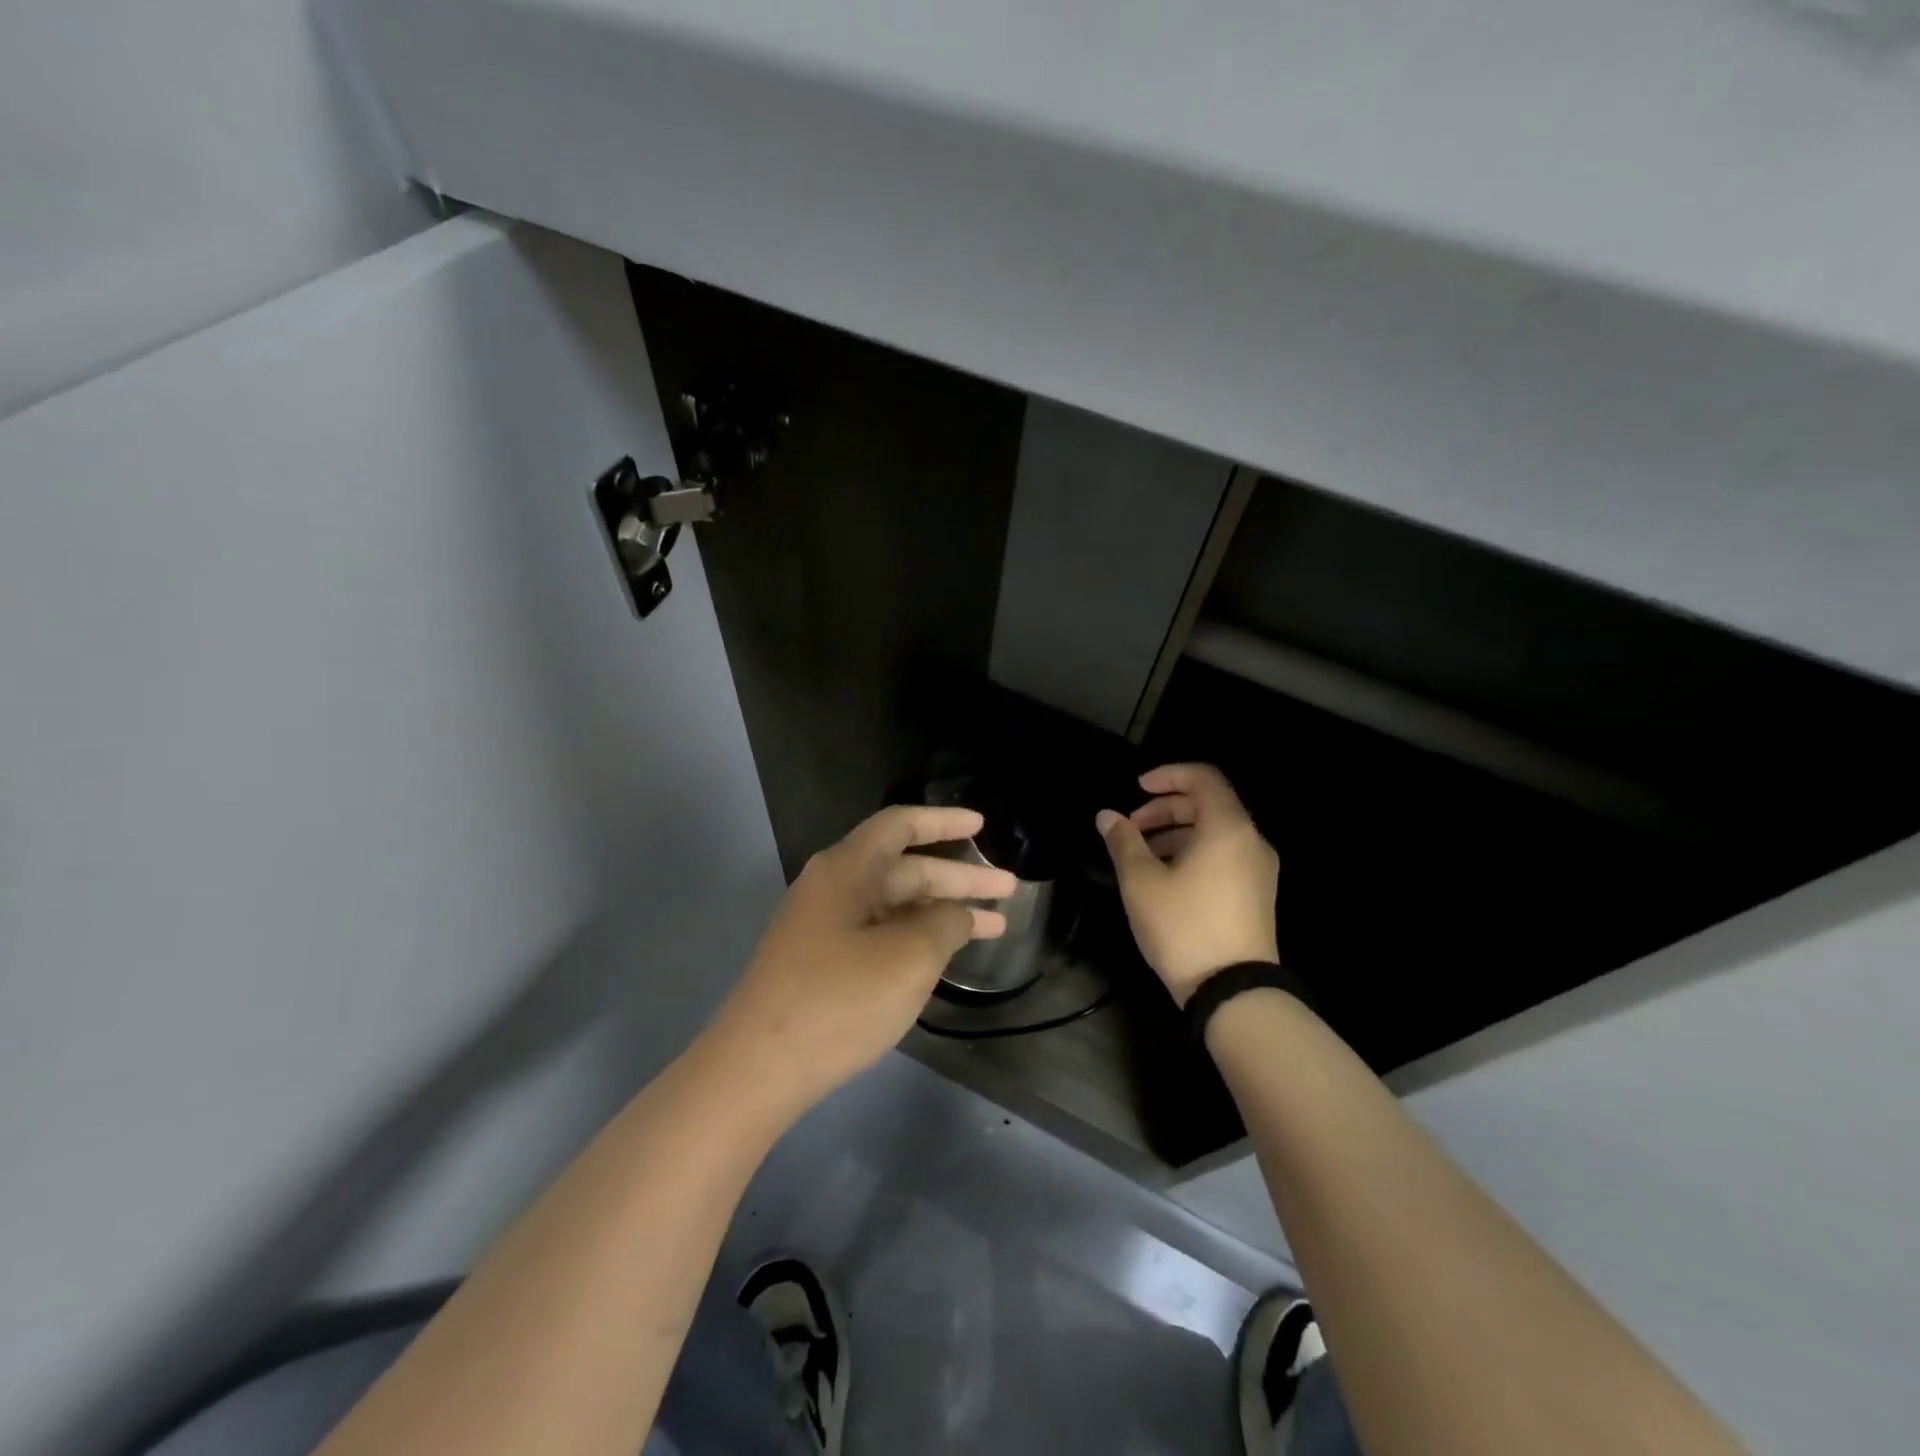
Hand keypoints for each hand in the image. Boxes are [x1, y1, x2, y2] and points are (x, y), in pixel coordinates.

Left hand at [711, 805, 1016, 1116]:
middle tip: (1008, 890)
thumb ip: (944, 925)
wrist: (756, 1070)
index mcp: (846, 870)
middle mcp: (832, 888)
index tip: (983, 826)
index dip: (945, 821)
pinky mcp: (819, 963)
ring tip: (993, 927)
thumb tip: (956, 915)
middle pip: (904, 868)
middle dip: (958, 878)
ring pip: (894, 905)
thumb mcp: (908, 958)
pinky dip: (914, 937)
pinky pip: (878, 933)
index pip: (901, 825)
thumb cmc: (838, 1001)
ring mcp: (822, 927)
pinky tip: (942, 956)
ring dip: (941, 912)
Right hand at [1097, 763, 1279, 1005]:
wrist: (1234, 992)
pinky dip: (1194, 852)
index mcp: (1228, 828)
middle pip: (1209, 804)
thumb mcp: (1141, 882)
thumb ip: (1124, 841)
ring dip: (1177, 832)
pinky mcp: (1257, 895)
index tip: (1137, 789)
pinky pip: (1224, 856)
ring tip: (1142, 854)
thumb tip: (1107, 816)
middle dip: (1166, 808)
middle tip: (1131, 827)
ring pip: (1216, 832)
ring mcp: (1259, 870)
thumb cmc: (1184, 927)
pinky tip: (1166, 877)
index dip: (1167, 775)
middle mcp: (1251, 841)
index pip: (1203, 778)